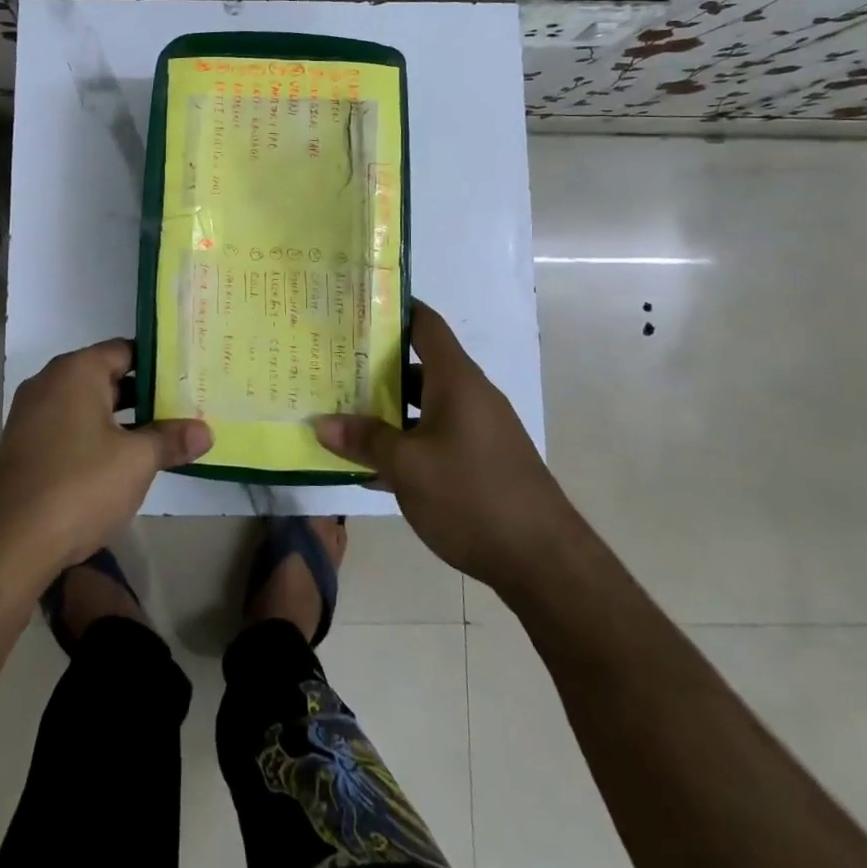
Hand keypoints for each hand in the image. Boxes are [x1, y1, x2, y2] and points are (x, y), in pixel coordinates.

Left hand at [0, 339, 211, 579]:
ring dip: (122, 420)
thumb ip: (171, 440)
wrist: (7, 545)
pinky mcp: (24, 448)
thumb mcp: (136, 461)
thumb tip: (205, 431)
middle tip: (185, 407)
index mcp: (76, 370)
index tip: (189, 377)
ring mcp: (32, 416)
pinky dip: (97, 438)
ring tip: (163, 436)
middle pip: (107, 376)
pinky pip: (70, 429)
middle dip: (145, 394)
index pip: (126, 349)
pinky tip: (122, 464)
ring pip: (89, 406)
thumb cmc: (79, 485)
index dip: (160, 363)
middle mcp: (50, 383)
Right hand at [315, 302, 566, 592]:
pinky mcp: (482, 459)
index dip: (394, 309)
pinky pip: (436, 435)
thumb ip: (364, 441)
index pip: (424, 324)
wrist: (544, 561)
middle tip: (333, 366)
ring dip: (388, 409)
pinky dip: (407, 441)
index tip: (356, 306)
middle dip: (376, 365)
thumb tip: (321, 423)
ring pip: (425, 404)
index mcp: (456, 380)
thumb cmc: (472, 496)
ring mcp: (479, 428)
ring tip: (343, 414)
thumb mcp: (407, 467)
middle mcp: (470, 395)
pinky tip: (374, 467)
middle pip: (419, 364)